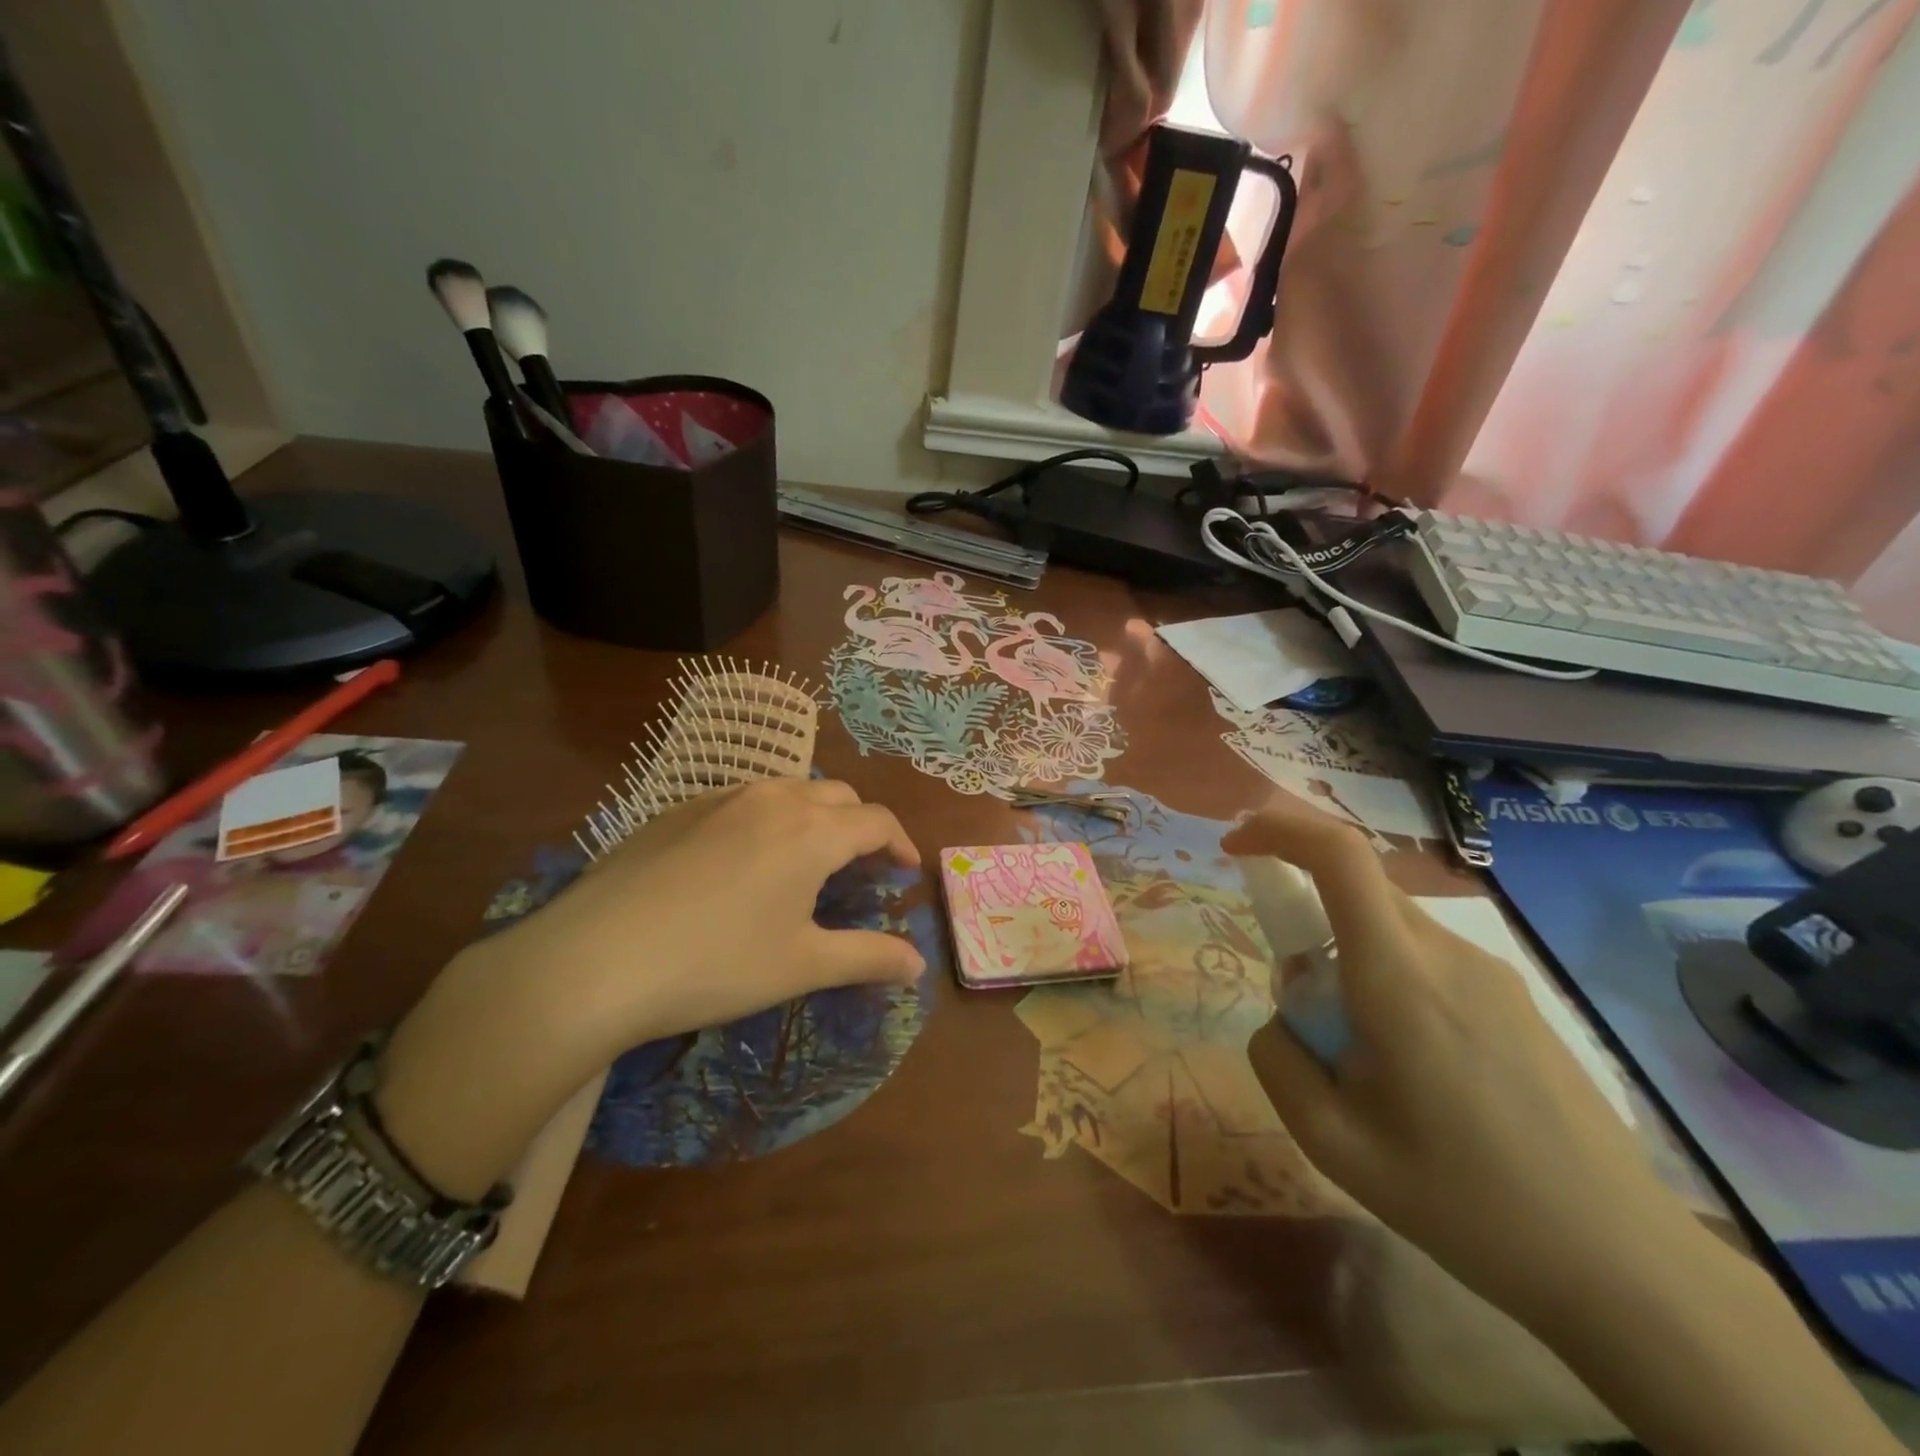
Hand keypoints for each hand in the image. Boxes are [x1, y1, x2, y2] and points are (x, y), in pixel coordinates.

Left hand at [496, 776, 925, 1043]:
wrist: (593, 959)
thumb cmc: (715, 964)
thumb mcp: (801, 966)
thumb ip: (868, 958)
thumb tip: (918, 964)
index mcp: (812, 830)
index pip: (876, 820)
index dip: (900, 843)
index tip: (905, 872)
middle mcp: (772, 798)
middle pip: (837, 796)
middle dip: (860, 826)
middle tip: (860, 868)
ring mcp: (720, 798)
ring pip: (787, 790)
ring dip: (813, 817)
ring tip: (806, 860)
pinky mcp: (677, 810)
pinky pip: (741, 800)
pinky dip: (766, 819)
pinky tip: (742, 862)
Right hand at [1222, 795, 1700, 1331]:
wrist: (1623, 1264)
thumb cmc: (1465, 1201)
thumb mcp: (1332, 1141)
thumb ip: (1278, 1059)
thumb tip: (1283, 1017)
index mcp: (1399, 976)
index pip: (1339, 854)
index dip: (1279, 828)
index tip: (1236, 846)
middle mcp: (1448, 953)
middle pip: (1357, 884)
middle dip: (1302, 908)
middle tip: (1294, 995)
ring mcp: (1491, 972)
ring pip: (1389, 923)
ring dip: (1344, 952)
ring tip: (1355, 1052)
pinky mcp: (1515, 997)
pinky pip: (1425, 955)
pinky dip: (1385, 974)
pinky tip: (1407, 1061)